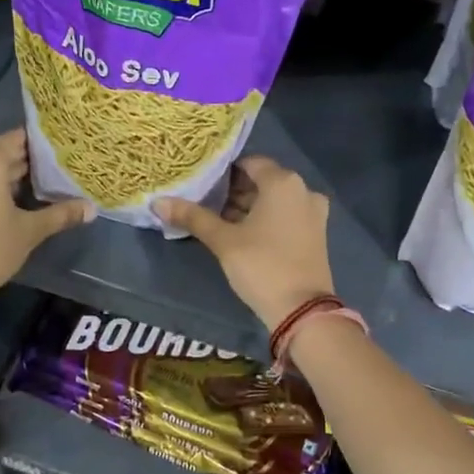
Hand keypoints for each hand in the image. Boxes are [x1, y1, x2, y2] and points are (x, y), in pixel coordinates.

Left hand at [0, 130, 92, 302]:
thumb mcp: (30, 231)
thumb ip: (61, 214)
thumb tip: (92, 208)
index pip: (17, 139)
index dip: (39, 142)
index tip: (61, 147)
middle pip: (1, 154)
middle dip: (27, 162)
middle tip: (58, 168)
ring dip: (10, 178)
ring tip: (41, 186)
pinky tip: (14, 204)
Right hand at [156, 156, 333, 328]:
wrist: (301, 310)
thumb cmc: (261, 265)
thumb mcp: (223, 241)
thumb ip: (193, 217)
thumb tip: (158, 201)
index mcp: (284, 182)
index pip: (249, 163)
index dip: (223, 173)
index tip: (202, 186)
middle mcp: (303, 190)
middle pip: (262, 181)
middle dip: (234, 192)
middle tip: (205, 204)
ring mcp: (313, 213)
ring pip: (273, 200)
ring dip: (248, 207)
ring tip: (217, 221)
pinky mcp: (316, 233)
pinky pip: (285, 215)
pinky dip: (265, 219)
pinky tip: (241, 234)